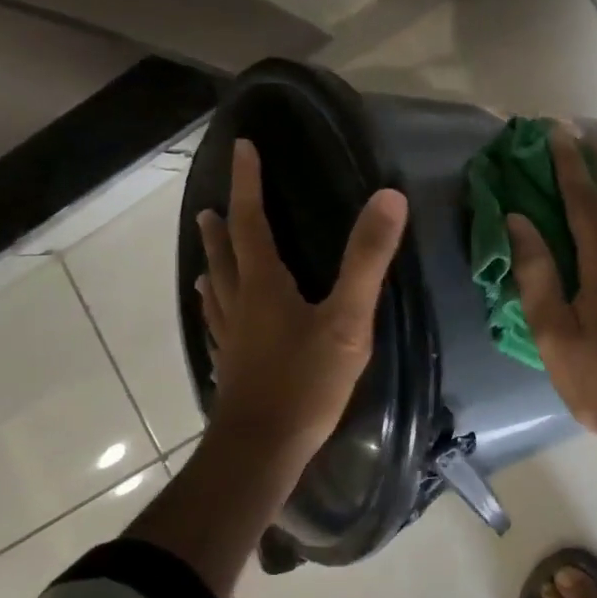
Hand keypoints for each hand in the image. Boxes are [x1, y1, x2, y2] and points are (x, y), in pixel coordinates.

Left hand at [196, 138, 408, 472]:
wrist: (262, 450)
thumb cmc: (306, 381)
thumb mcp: (347, 319)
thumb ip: (367, 259)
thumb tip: (388, 197)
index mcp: (263, 285)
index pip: (251, 221)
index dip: (247, 183)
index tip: (242, 147)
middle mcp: (240, 304)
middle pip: (226, 254)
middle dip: (225, 223)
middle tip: (215, 203)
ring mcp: (232, 338)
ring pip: (218, 290)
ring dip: (214, 262)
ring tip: (208, 248)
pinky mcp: (233, 366)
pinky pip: (220, 323)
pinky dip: (218, 306)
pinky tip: (220, 317)